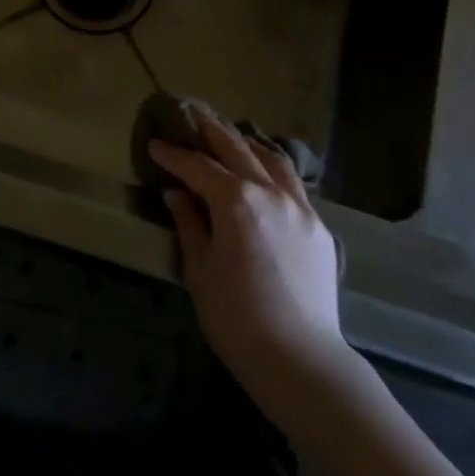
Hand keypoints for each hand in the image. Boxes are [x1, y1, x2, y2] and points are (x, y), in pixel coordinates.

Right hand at [149, 111, 346, 400]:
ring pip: (272, 159)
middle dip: (211, 131)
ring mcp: (300, 206)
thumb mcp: (200, 271)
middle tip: (192, 117)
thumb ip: (189, 224)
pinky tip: (265, 175)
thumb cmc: (236, 318)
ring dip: (247, 144)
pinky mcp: (318, 226)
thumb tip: (177, 193)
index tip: (155, 145)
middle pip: (237, 149)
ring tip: (231, 138)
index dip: (174, 155)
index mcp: (236, 201)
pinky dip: (273, 169)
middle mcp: (270, 192)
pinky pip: (293, 184)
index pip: (198, 167)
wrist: (300, 358)